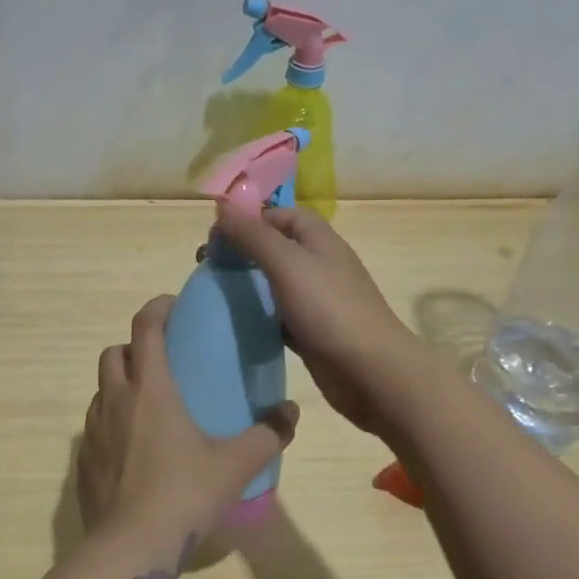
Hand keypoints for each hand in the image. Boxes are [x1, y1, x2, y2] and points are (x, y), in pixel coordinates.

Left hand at [78, 295, 300, 550]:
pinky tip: (134, 448)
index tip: (174, 306)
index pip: (145, 327)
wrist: (130, 549)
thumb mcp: (235, 464)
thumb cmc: (184, 494)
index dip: (157, 308)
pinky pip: (94, 426)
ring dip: (121, 385)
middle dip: (135, 347)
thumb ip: (268, 434)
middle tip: (163, 363)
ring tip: (149, 406)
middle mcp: (115, 399)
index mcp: (150, 388)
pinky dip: (111, 422)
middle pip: (114, 352)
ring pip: (101, 389)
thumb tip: (291, 412)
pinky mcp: (83, 461)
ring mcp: (93, 430)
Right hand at [213, 203, 434, 438]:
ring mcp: (317, 299)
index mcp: (319, 240)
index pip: (281, 214)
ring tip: (215, 292)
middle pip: (276, 246)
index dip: (250, 218)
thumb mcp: (287, 264)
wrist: (371, 372)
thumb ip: (254, 235)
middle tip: (208, 265)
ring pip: (275, 282)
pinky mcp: (312, 330)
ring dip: (248, 283)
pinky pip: (279, 314)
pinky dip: (259, 314)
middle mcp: (319, 264)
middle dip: (243, 250)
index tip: (217, 235)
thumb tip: (223, 207)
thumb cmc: (329, 310)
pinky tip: (236, 323)